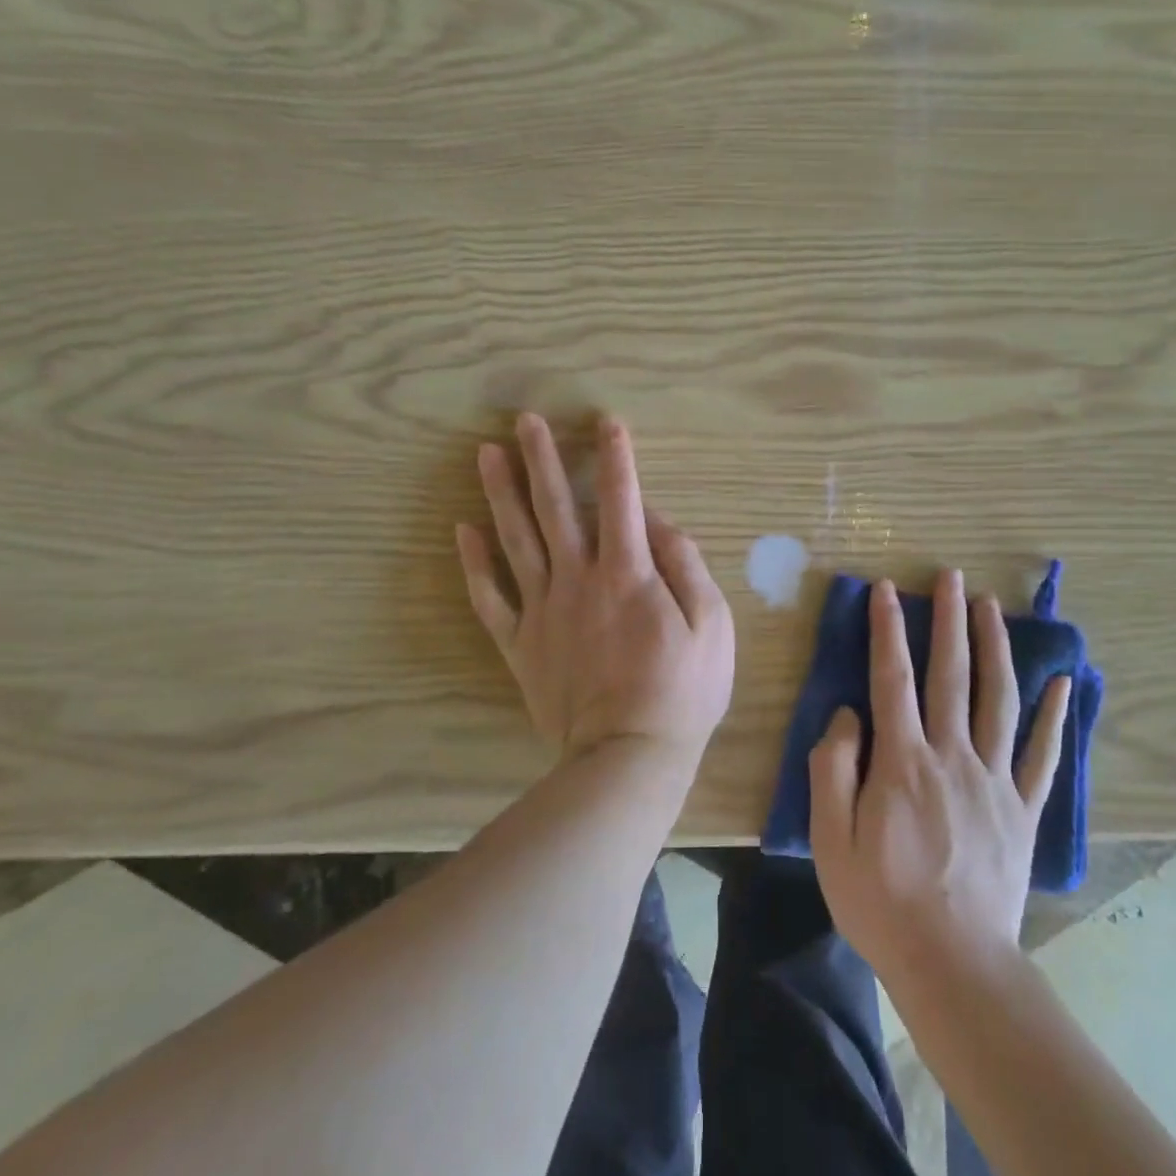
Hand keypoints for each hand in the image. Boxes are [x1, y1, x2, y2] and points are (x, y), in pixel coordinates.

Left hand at [456, 413, 735, 780]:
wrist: (627, 755)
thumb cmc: (682, 690)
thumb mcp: (711, 623)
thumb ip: (684, 564)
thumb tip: (656, 521)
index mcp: (628, 572)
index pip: (622, 498)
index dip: (616, 456)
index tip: (606, 421)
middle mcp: (578, 578)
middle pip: (556, 507)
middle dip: (542, 458)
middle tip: (525, 420)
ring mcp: (543, 609)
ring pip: (516, 539)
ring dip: (500, 493)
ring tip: (486, 454)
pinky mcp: (519, 642)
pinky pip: (489, 597)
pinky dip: (474, 563)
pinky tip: (463, 531)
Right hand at [810, 571, 1069, 983]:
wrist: (955, 965)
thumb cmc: (882, 901)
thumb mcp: (831, 838)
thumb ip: (834, 767)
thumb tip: (848, 714)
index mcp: (903, 761)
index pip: (892, 678)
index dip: (887, 629)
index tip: (886, 589)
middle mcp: (953, 756)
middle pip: (951, 674)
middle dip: (949, 619)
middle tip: (951, 575)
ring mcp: (995, 781)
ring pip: (998, 699)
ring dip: (995, 647)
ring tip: (992, 607)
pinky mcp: (1023, 810)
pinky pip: (1042, 756)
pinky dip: (1054, 718)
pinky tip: (1061, 684)